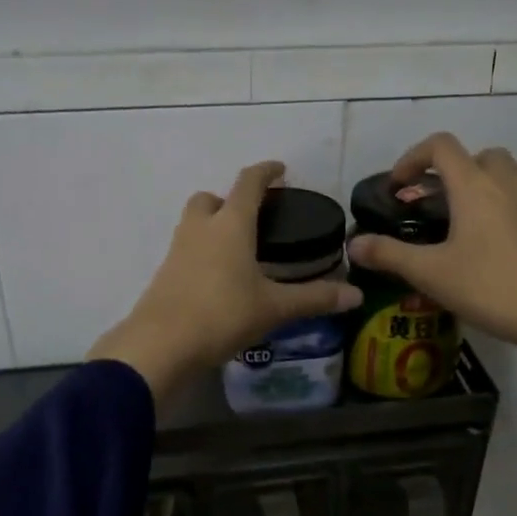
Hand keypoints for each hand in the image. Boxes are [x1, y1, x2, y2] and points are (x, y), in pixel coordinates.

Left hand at [88, 161, 362, 405]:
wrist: (161, 345)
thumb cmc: (223, 314)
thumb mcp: (274, 308)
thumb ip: (315, 298)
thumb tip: (355, 295)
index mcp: (231, 225)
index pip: (249, 184)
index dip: (266, 172)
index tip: (280, 170)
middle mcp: (200, 228)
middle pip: (211, 198)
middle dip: (230, 200)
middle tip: (253, 218)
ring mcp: (177, 250)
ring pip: (194, 223)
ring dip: (213, 226)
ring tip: (239, 250)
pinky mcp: (164, 274)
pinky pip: (185, 251)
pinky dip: (202, 253)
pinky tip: (218, 279)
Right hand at [346, 133, 516, 359]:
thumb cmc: (490, 286)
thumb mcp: (430, 273)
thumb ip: (389, 255)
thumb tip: (354, 245)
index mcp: (473, 185)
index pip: (441, 146)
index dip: (413, 157)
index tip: (398, 186)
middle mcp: (505, 182)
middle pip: (477, 154)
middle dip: (450, 170)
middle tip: (433, 203)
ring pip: (509, 168)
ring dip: (485, 177)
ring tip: (467, 210)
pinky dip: (506, 199)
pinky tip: (494, 235)